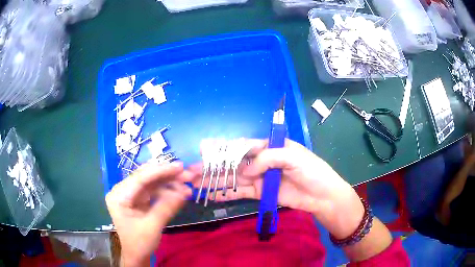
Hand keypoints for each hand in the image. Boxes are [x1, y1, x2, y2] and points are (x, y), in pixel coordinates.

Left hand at [105, 162, 193, 266]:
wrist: (137, 255)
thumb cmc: (139, 243)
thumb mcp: (152, 227)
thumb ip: (166, 207)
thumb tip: (185, 191)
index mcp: (118, 196)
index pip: (139, 178)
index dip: (160, 171)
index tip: (179, 167)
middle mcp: (122, 191)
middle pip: (146, 177)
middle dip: (167, 175)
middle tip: (187, 174)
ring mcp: (130, 194)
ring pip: (151, 182)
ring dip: (169, 182)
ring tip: (187, 184)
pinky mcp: (138, 199)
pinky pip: (153, 190)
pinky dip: (167, 190)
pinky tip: (180, 192)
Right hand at [192, 139, 363, 238]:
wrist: (323, 196)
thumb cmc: (312, 171)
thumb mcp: (293, 157)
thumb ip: (268, 159)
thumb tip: (246, 170)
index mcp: (269, 147)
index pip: (242, 146)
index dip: (223, 149)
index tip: (204, 151)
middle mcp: (261, 161)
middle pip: (232, 163)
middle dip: (212, 167)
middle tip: (191, 171)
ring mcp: (259, 178)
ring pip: (232, 178)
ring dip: (214, 181)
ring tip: (195, 184)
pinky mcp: (259, 193)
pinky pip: (239, 192)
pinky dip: (226, 193)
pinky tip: (211, 195)